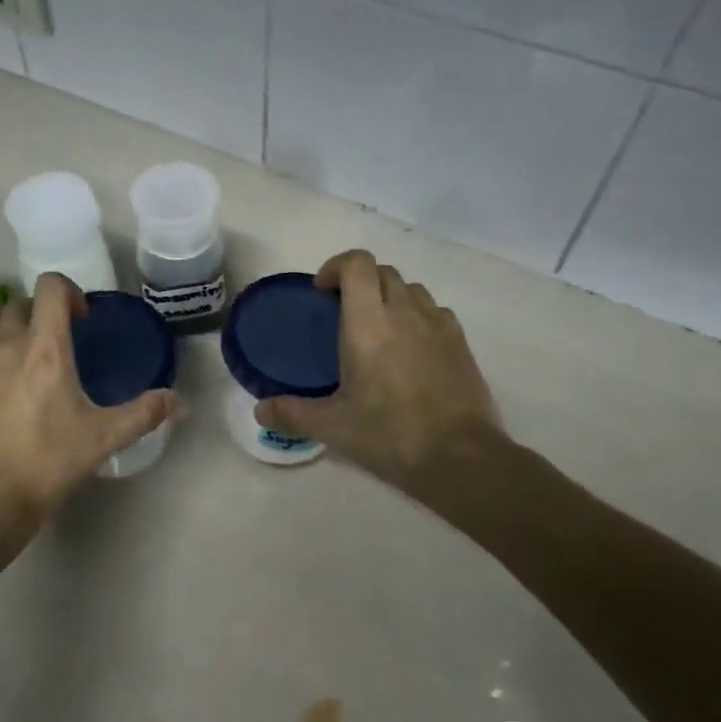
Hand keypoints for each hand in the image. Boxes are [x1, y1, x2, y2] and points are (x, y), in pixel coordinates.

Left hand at [0, 273, 174, 533]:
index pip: (51, 287)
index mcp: (45, 348)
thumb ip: (144, 413)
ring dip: (7, 321)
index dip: (70, 292)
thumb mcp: (104, 437)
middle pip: (20, 301)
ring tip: (19, 348)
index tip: (81, 320)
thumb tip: (180, 402)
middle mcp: (6, 342)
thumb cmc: (48, 462)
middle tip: (55, 341)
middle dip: (41, 312)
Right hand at [256, 250, 500, 496]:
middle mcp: (404, 312)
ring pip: (411, 289)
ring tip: (378, 329)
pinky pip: (435, 312)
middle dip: (360, 281)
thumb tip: (260, 411)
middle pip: (383, 271)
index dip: (336, 266)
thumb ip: (292, 414)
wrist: (461, 458)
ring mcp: (438, 325)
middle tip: (343, 313)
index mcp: (368, 323)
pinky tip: (410, 348)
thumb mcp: (333, 427)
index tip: (323, 292)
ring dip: (390, 296)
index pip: (357, 263)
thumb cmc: (390, 435)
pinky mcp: (461, 343)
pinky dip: (417, 316)